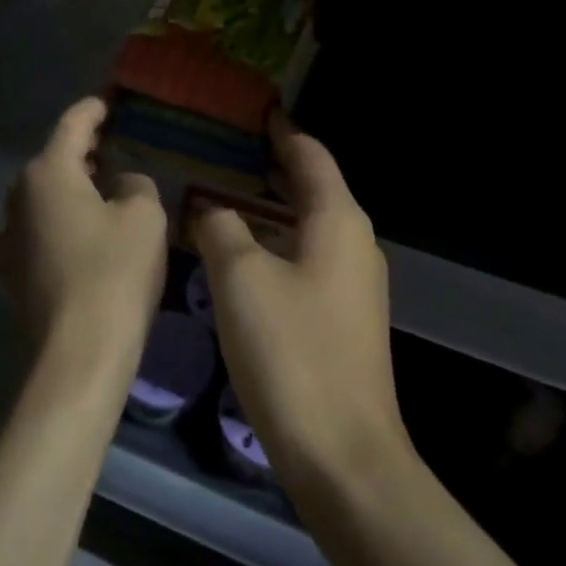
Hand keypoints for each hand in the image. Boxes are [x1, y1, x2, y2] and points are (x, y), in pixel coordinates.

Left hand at [0, 97, 166, 375]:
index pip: (72, 125)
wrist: (78, 353)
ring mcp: (8, 237)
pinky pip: (39, 231)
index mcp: (48, 173)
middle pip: (54, 161)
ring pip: (44, 198)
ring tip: (103, 191)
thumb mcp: (144, 216)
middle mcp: (18, 197)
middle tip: (115, 147)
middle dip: (83, 152)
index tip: (108, 101)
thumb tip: (120, 186)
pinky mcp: (11, 273)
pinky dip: (60, 223)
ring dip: (71, 190)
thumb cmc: (115, 272)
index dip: (93, 110)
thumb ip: (135, 184)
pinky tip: (82, 237)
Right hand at [192, 116, 407, 489]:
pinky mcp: (342, 318)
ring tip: (223, 196)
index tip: (252, 113)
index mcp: (338, 220)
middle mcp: (354, 242)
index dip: (281, 132)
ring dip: (269, 209)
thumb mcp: (241, 278)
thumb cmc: (291, 351)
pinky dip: (275, 244)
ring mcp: (353, 283)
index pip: (310, 155)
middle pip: (312, 188)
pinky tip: (241, 256)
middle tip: (224, 151)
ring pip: (307, 227)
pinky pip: (306, 260)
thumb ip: (221, 228)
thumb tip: (210, 209)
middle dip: (271, 168)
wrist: (342, 451)